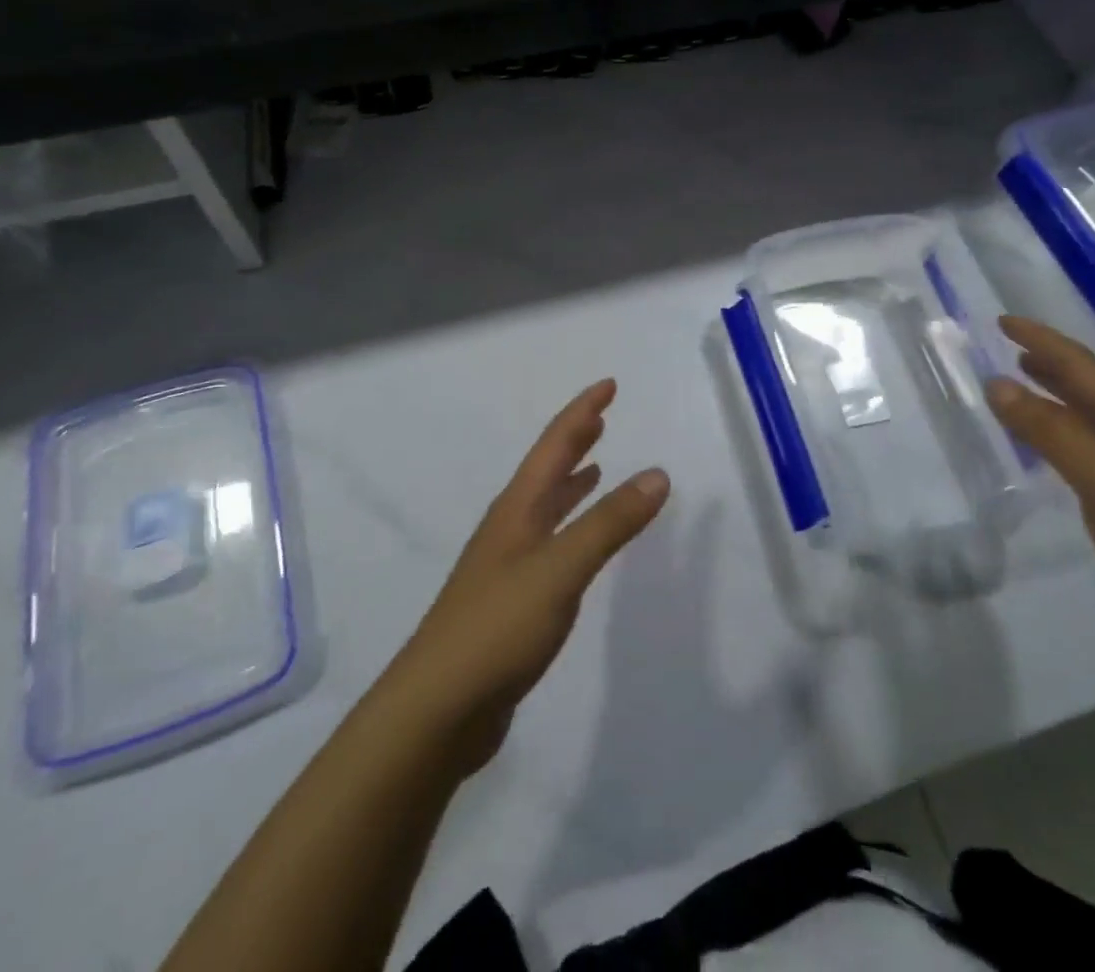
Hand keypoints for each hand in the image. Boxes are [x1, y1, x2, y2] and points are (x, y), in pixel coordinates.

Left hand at [384, 380, 669, 773]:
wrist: (437, 709)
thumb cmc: (498, 627)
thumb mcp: (560, 569)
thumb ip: (609, 523)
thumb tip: (657, 474)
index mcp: (517, 509)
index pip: (553, 445)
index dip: (581, 412)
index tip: (608, 385)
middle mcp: (509, 527)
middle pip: (546, 470)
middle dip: (575, 440)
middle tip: (601, 416)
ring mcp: (506, 565)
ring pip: (545, 507)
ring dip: (571, 482)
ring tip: (595, 466)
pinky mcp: (510, 601)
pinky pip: (548, 544)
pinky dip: (569, 527)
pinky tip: (577, 544)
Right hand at [983, 317, 1094, 692]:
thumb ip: (1050, 430)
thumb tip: (997, 383)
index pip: (1083, 367)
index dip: (1042, 340)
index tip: (1001, 321)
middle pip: (1091, 390)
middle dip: (1050, 365)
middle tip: (1008, 349)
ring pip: (1091, 423)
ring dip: (1055, 401)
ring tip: (1021, 392)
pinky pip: (1090, 458)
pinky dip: (1062, 442)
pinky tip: (1050, 457)